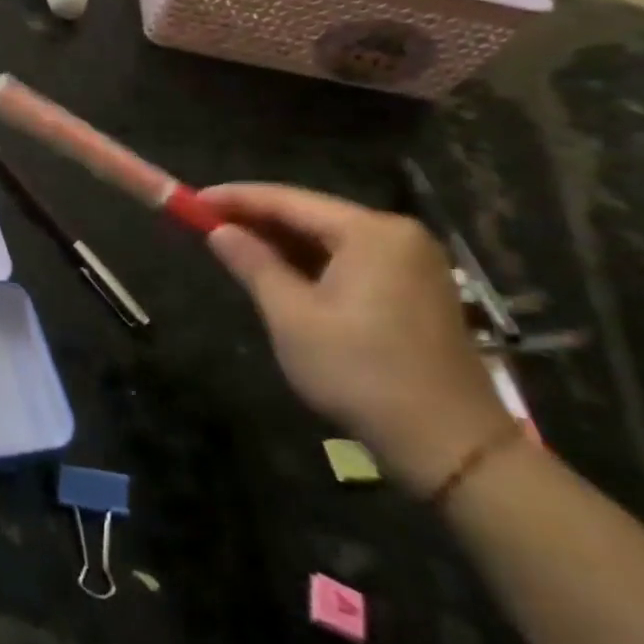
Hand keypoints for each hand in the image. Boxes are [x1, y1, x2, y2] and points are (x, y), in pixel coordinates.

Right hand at [202, 183, 513, 495]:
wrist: (450, 445)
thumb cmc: (361, 373)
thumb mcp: (292, 316)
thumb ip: (253, 264)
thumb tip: (219, 231)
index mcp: (371, 233)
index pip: (288, 200)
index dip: (235, 198)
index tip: (193, 200)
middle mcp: (397, 235)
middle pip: (311, 215)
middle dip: (257, 219)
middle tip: (206, 222)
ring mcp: (412, 262)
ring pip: (329, 239)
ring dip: (281, 242)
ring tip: (232, 244)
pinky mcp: (416, 289)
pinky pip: (350, 260)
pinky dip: (310, 262)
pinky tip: (278, 270)